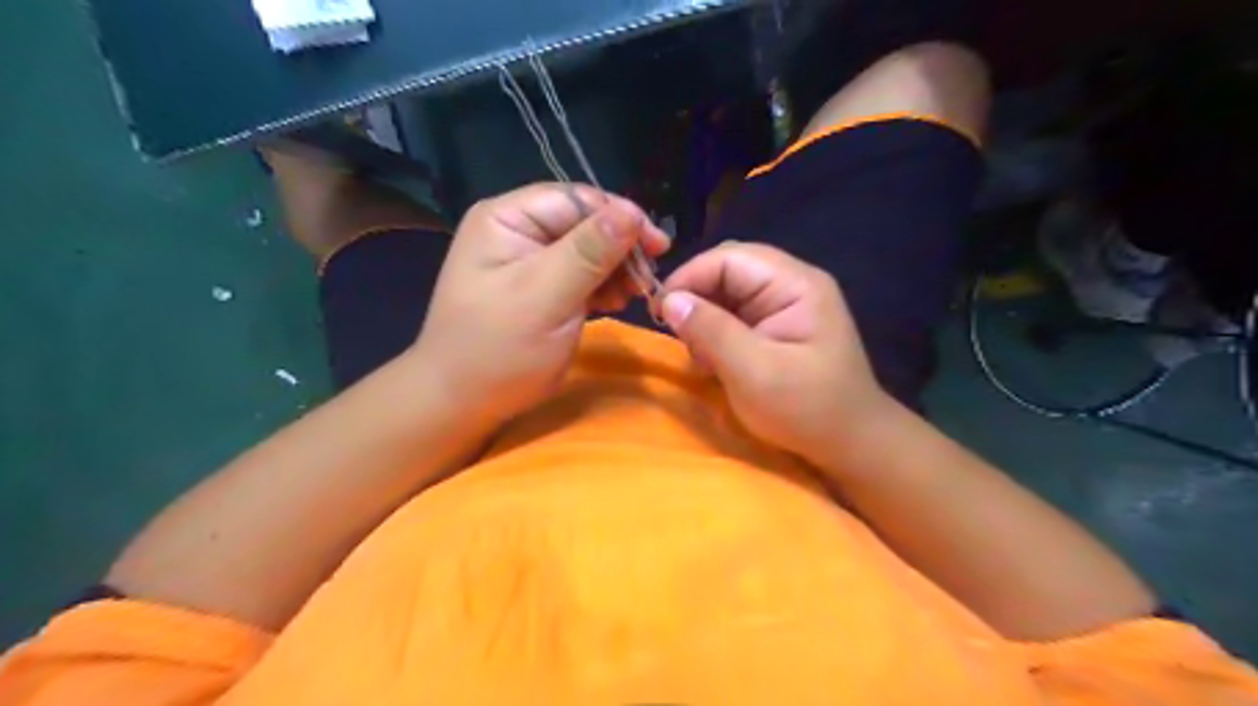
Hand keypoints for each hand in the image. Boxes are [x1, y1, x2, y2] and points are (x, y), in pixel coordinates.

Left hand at [415, 183, 672, 423]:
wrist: (464, 403)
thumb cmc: (499, 349)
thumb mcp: (545, 297)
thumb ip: (588, 252)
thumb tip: (632, 212)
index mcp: (508, 218)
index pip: (575, 200)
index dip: (619, 217)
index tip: (657, 246)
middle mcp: (519, 231)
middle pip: (585, 224)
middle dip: (620, 249)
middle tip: (648, 279)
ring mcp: (531, 262)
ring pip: (589, 251)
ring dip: (616, 270)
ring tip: (634, 295)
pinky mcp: (544, 290)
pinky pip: (583, 276)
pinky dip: (604, 287)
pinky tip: (617, 302)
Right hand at [663, 243, 888, 463]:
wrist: (851, 445)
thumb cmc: (806, 409)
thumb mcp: (753, 372)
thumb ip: (711, 331)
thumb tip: (669, 300)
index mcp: (795, 284)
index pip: (730, 258)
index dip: (690, 276)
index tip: (660, 310)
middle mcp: (791, 285)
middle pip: (729, 270)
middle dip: (697, 297)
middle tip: (678, 333)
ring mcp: (786, 306)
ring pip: (729, 293)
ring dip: (705, 317)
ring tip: (699, 354)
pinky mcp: (778, 327)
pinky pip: (736, 315)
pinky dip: (716, 333)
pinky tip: (713, 360)